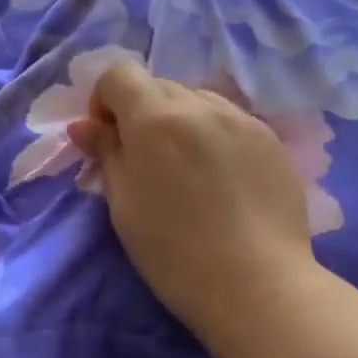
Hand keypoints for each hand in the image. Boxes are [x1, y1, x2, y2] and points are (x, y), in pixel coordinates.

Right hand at [68, 60, 318, 350]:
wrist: (256, 284)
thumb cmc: (174, 252)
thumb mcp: (124, 205)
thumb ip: (105, 154)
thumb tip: (84, 125)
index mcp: (156, 117)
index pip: (119, 73)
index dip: (104, 99)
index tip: (107, 138)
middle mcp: (201, 105)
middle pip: (160, 85)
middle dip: (142, 112)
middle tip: (145, 162)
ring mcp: (243, 119)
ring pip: (198, 101)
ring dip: (181, 121)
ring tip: (188, 171)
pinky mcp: (272, 140)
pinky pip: (231, 121)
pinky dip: (215, 136)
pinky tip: (222, 180)